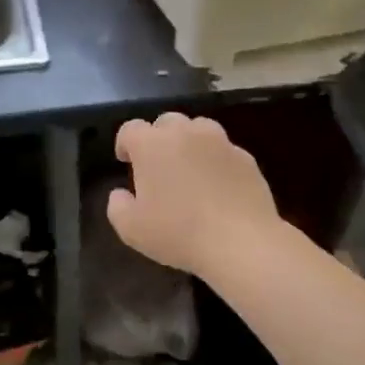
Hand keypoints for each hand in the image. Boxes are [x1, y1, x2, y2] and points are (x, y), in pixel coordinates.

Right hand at [107, 113, 281, 278]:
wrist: (242, 243)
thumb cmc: (179, 233)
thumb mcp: (131, 229)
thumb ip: (117, 206)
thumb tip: (121, 193)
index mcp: (152, 144)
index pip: (130, 129)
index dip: (125, 144)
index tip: (126, 162)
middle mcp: (186, 133)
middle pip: (166, 122)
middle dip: (158, 139)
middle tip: (158, 167)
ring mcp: (220, 142)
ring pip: (198, 129)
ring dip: (189, 143)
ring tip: (189, 170)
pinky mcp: (246, 157)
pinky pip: (223, 150)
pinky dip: (215, 160)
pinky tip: (217, 186)